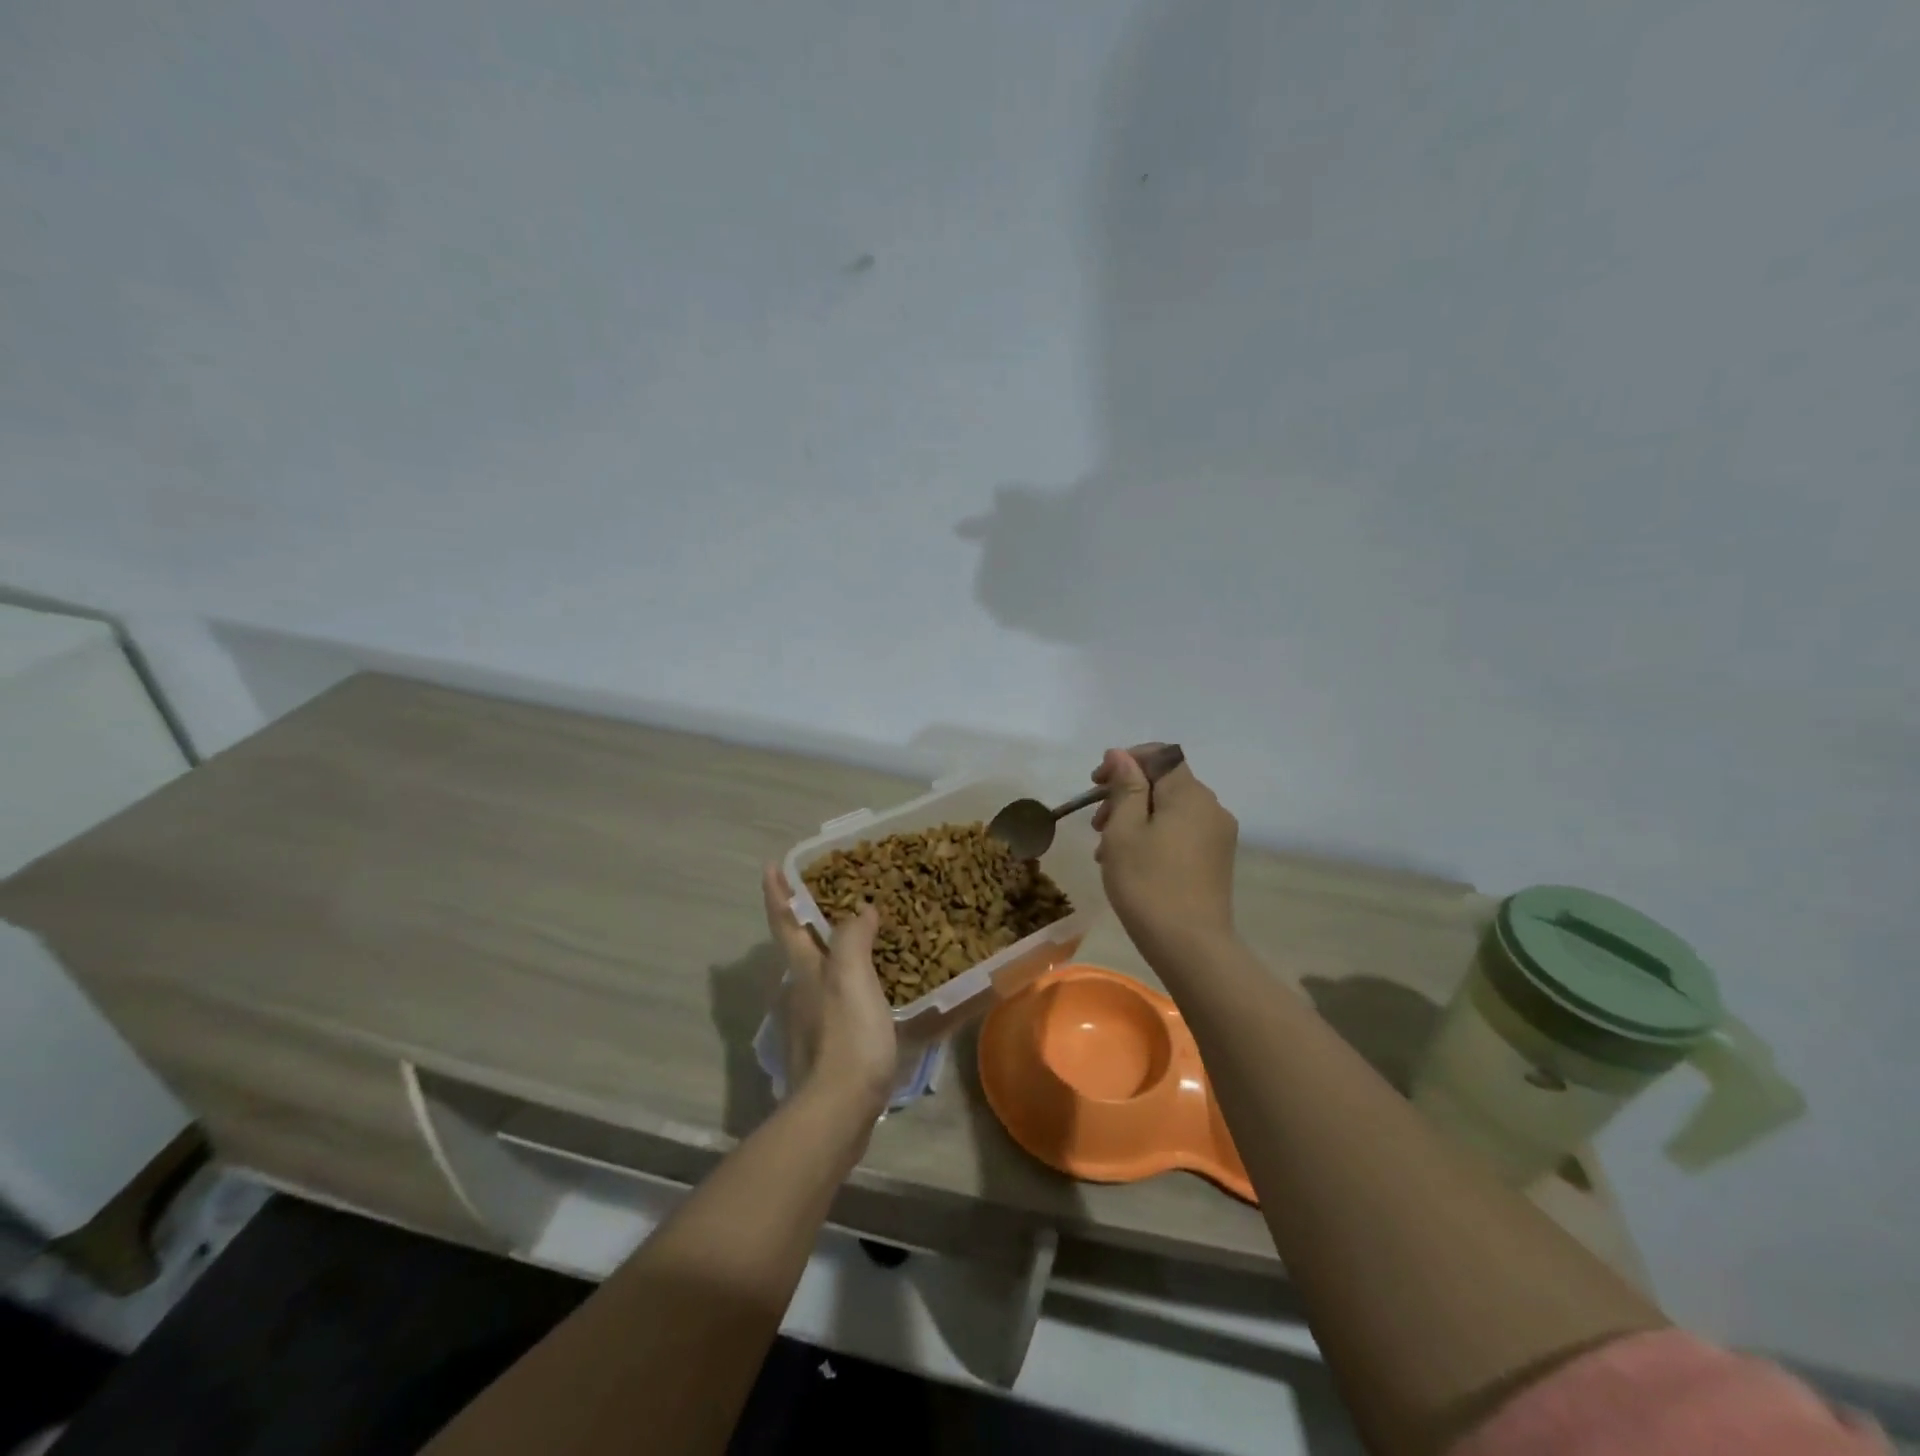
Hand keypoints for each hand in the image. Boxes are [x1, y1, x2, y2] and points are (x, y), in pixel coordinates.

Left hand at [762, 865, 899, 1119]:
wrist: (837, 1112)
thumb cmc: (846, 1038)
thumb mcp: (852, 979)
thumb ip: (853, 939)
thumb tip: (859, 910)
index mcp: (804, 970)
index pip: (785, 922)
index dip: (778, 893)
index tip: (771, 866)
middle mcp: (801, 991)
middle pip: (799, 946)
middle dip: (806, 917)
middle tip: (832, 892)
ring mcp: (812, 1021)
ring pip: (819, 972)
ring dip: (832, 948)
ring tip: (862, 932)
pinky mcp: (829, 1046)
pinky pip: (839, 998)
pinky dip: (851, 980)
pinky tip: (873, 984)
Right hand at [1091, 745, 1239, 958]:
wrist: (1190, 946)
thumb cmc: (1147, 883)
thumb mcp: (1124, 830)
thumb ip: (1124, 787)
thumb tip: (1121, 754)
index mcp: (1189, 794)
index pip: (1160, 755)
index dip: (1126, 760)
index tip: (1096, 783)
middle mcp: (1211, 807)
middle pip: (1163, 783)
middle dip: (1126, 794)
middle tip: (1096, 824)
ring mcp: (1218, 835)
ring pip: (1170, 810)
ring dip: (1136, 817)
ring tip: (1107, 849)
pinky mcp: (1216, 859)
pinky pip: (1181, 832)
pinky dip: (1154, 835)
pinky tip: (1132, 862)